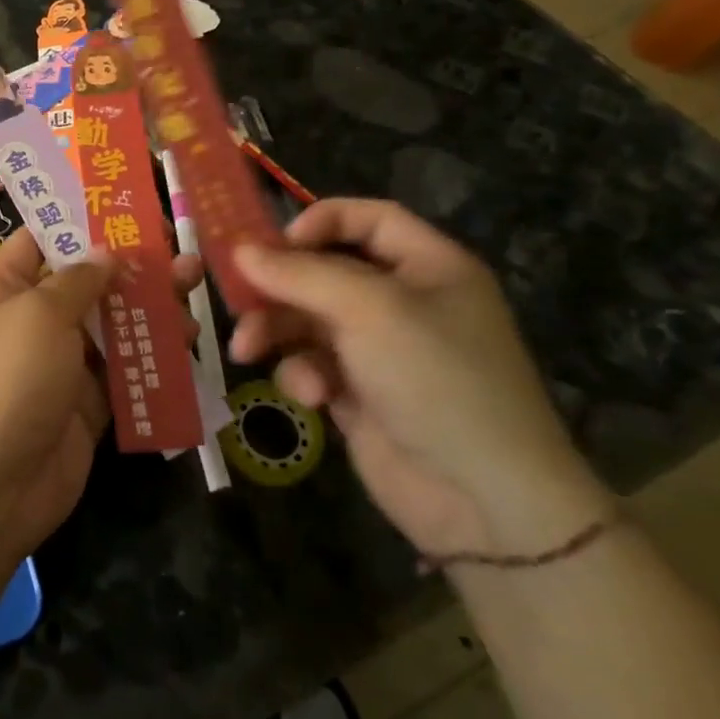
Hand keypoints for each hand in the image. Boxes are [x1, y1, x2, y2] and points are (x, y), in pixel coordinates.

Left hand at [0, 229, 201, 562]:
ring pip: (112, 324)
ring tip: (193, 290)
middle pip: (87, 281)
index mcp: (4, 288)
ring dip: (151, 308)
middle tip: (178, 251)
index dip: (81, 220)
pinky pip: (125, 369)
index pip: (41, 239)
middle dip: (131, 265)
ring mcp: (61, 362)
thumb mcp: (37, 314)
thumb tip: (106, 252)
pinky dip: (153, 356)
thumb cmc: (6, 379)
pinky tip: (188, 341)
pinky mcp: (88, 402)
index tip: (128, 207)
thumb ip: (78, 279)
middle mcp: (32, 319)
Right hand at [230, 200, 609, 559]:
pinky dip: (303, 375)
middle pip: (326, 271)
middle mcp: (405, 302)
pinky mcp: (359, 394)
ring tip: (247, 350)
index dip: (321, 221)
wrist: (483, 499)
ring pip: (309, 319)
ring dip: (276, 330)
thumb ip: (300, 274)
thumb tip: (240, 250)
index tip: (275, 243)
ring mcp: (381, 351)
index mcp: (429, 267)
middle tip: (237, 296)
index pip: (369, 219)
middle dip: (280, 285)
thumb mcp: (369, 309)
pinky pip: (314, 365)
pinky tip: (310, 397)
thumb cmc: (436, 378)